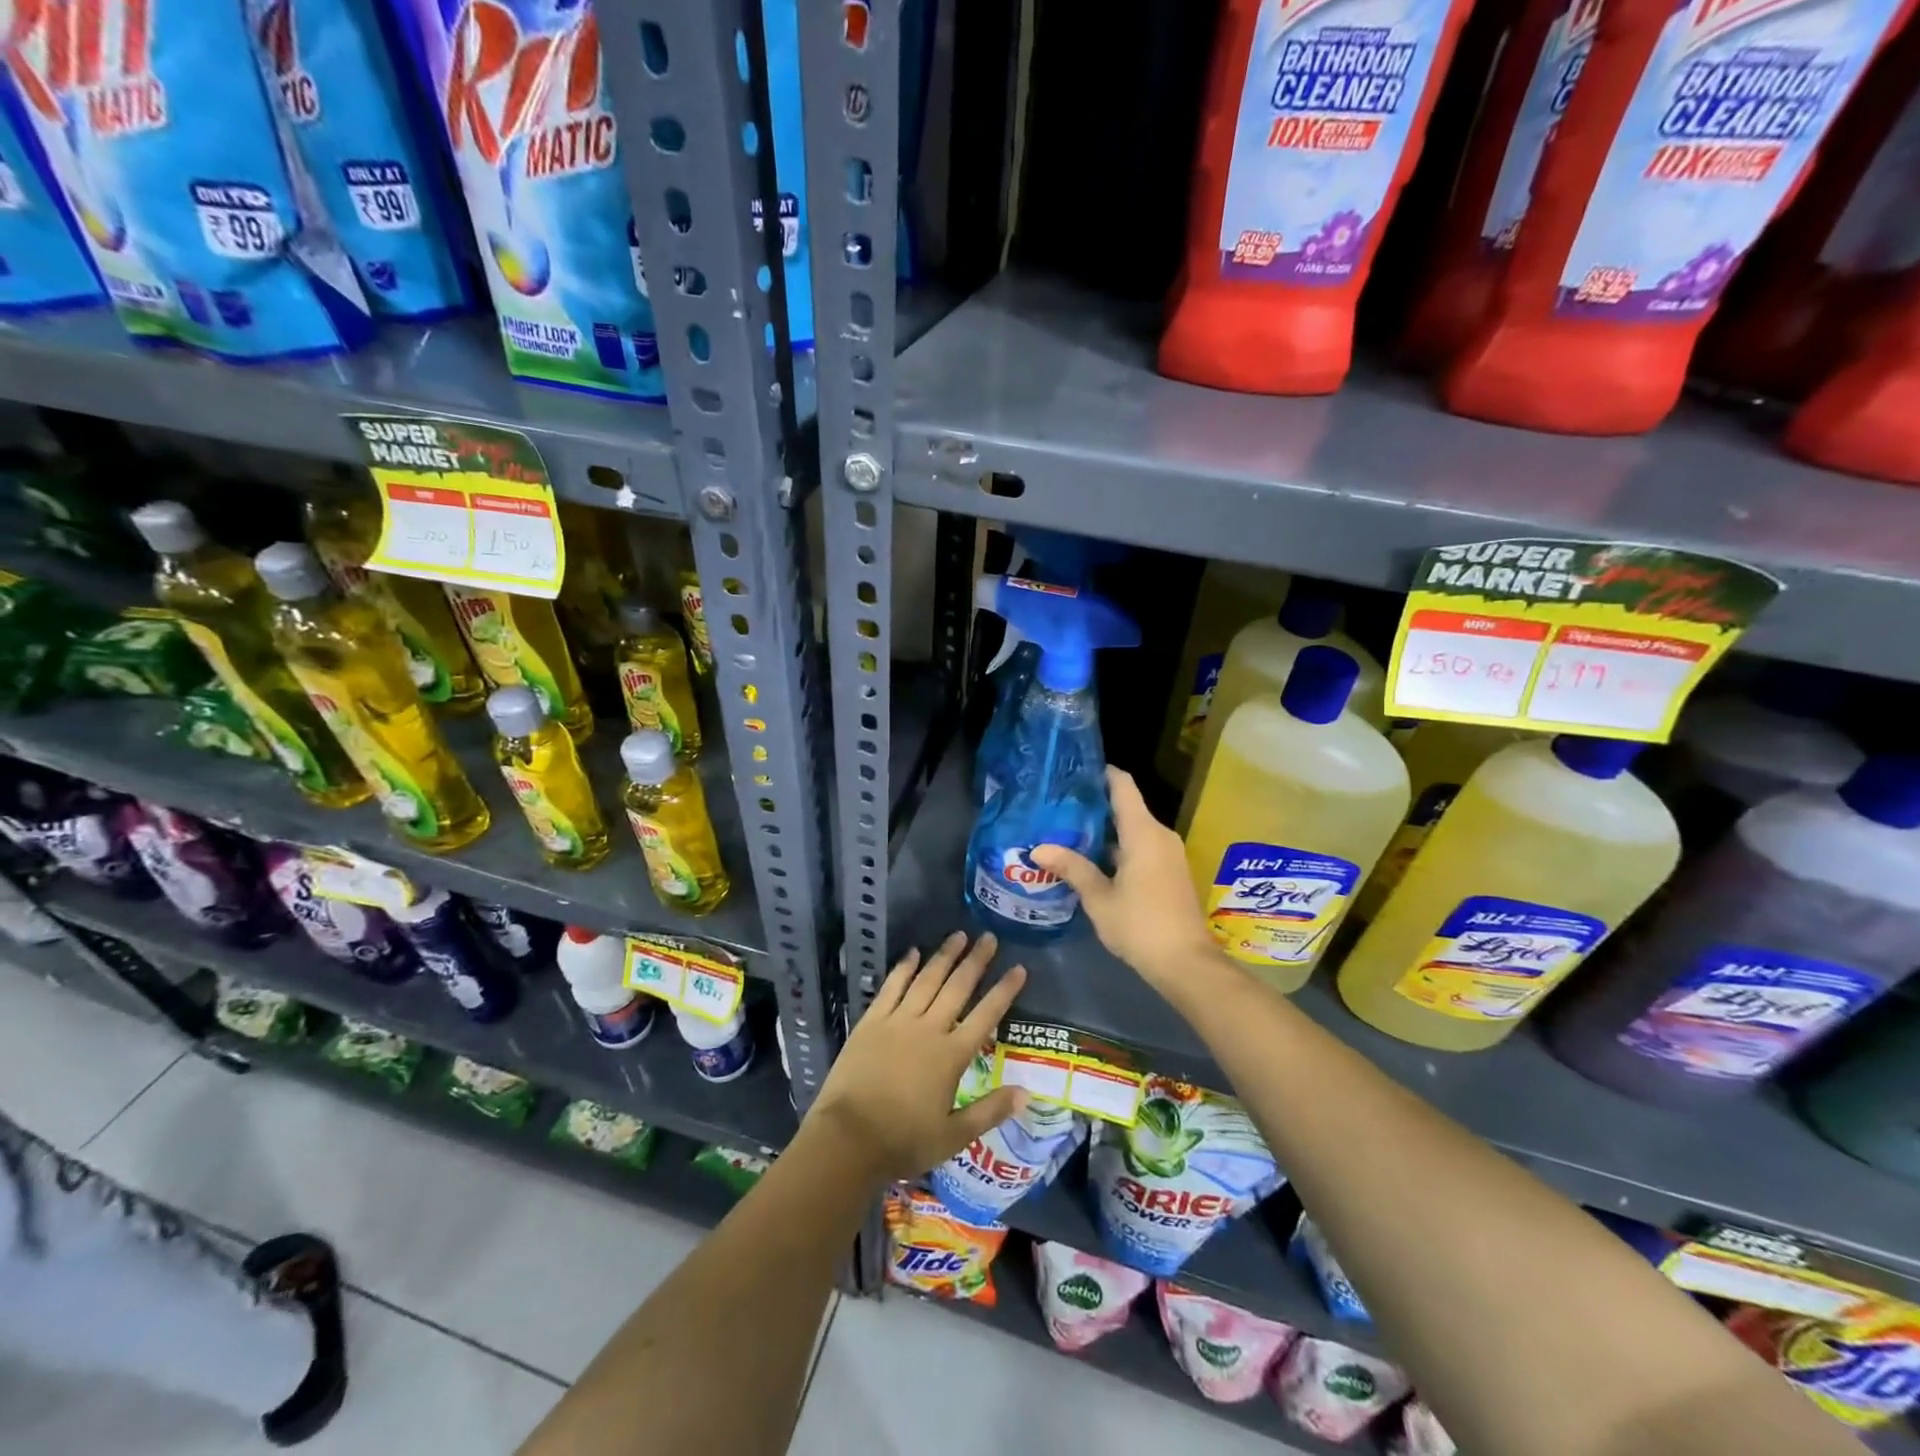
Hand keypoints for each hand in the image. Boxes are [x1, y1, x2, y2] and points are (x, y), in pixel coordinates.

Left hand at [805, 932, 1028, 1182]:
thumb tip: (1026, 1093)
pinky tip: (913, 952)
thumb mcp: (953, 1136)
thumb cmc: (903, 1141)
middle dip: (976, 961)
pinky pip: (892, 987)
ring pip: (927, 980)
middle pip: (958, 988)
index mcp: (952, 1055)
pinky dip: (904, 968)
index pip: (987, 1015)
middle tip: (989, 937)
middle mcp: (929, 1029)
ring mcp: (898, 1021)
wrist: (848, 1138)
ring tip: (959, 935)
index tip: (1019, 968)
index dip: (1004, 990)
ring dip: (944, 956)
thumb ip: (990, 1111)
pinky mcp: (872, 1022)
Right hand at [1031, 768, 1216, 988]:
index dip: (1101, 773)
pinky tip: (1092, 860)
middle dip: (1094, 805)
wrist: (1186, 963)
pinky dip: (1118, 847)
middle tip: (1058, 807)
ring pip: (1133, 829)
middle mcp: (1160, 835)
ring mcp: (1168, 853)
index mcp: (1143, 832)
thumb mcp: (1099, 898)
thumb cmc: (1140, 925)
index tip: (1073, 772)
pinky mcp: (1170, 871)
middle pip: (1126, 806)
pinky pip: (1142, 846)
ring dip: (1105, 830)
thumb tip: (1038, 848)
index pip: (1122, 785)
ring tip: (1068, 832)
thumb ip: (1072, 868)